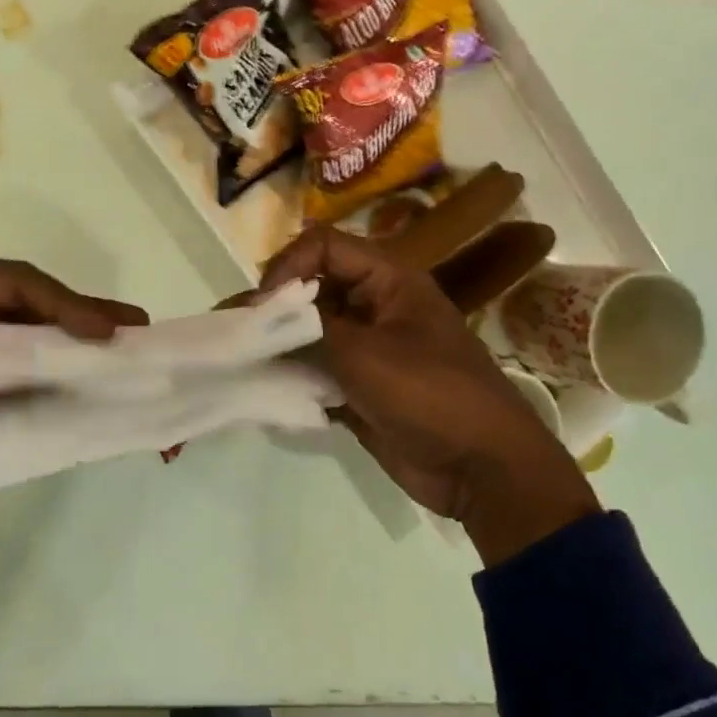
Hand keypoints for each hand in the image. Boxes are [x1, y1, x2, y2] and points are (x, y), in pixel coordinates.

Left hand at [0, 259, 146, 531]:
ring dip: (72, 350)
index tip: (112, 330)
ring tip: (121, 355)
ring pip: (30, 341)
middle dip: (83, 321)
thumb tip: (83, 355)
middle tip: (136, 327)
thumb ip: (20, 361)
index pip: (24, 285)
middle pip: (34, 308)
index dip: (73, 304)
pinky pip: (19, 374)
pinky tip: (86, 387)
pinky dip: (51, 380)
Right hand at [262, 228, 598, 565]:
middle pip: (313, 289)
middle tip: (234, 330)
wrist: (481, 468)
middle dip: (273, 307)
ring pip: (311, 333)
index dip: (288, 266)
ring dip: (277, 344)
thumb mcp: (366, 353)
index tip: (263, 305)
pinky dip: (292, 377)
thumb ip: (309, 327)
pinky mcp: (361, 387)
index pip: (325, 247)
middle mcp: (376, 306)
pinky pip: (317, 371)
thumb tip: (258, 311)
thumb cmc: (430, 395)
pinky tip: (263, 388)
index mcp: (389, 280)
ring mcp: (369, 349)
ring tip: (237, 358)